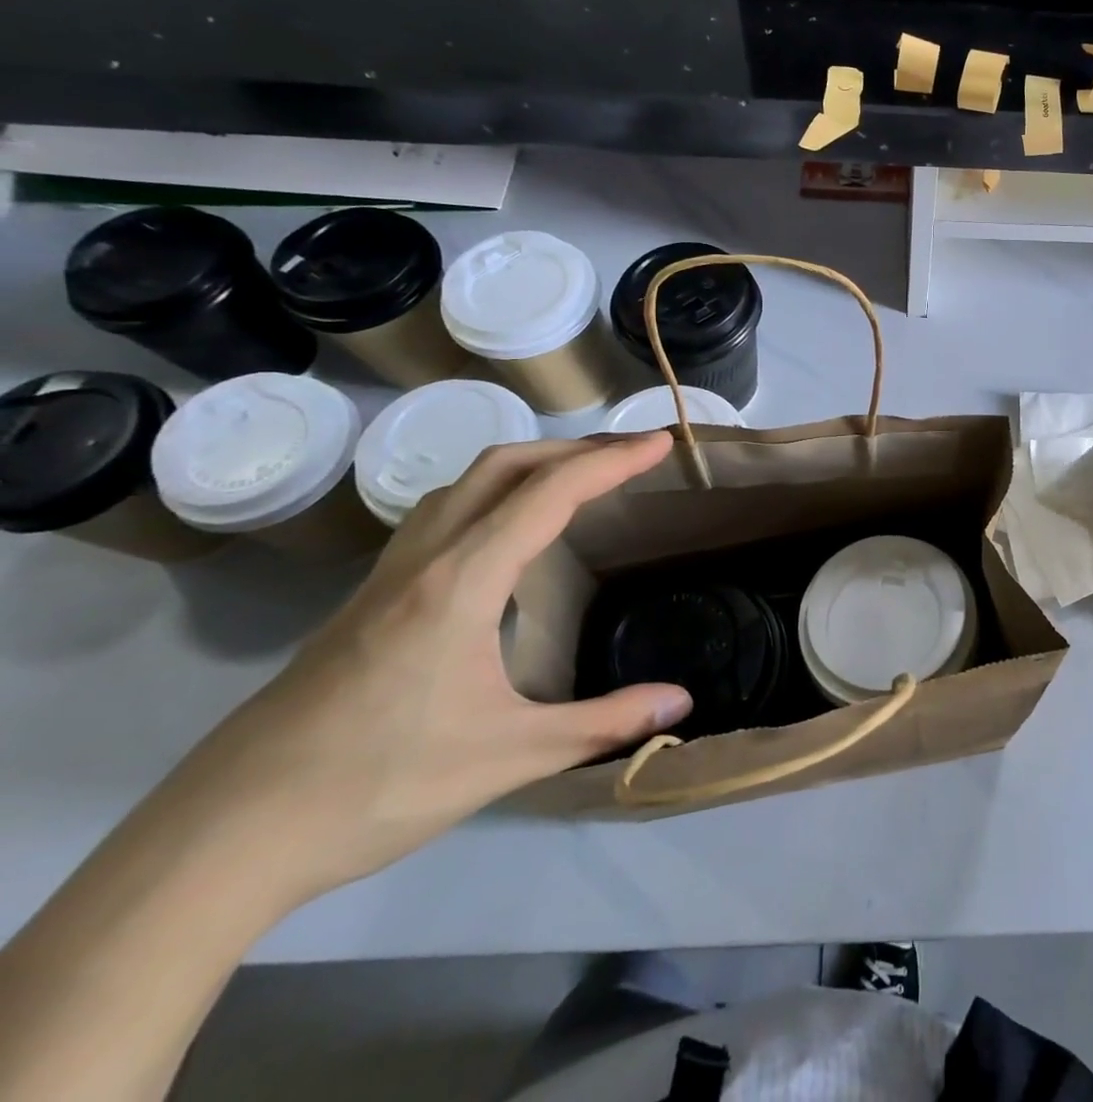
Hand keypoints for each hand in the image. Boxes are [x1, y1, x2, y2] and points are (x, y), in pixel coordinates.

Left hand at [158, 434, 691, 906]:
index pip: (550, 493)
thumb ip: (602, 723)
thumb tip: (682, 702)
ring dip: (528, 464)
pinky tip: (505, 534)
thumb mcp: (508, 757)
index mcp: (462, 581)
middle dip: (574, 448)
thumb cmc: (375, 786)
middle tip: (630, 456)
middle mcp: (424, 559)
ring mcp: (388, 576)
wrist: (222, 837)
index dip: (612, 461)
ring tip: (577, 480)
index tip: (661, 444)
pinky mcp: (368, 599)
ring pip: (464, 484)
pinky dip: (491, 494)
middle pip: (504, 465)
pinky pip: (441, 513)